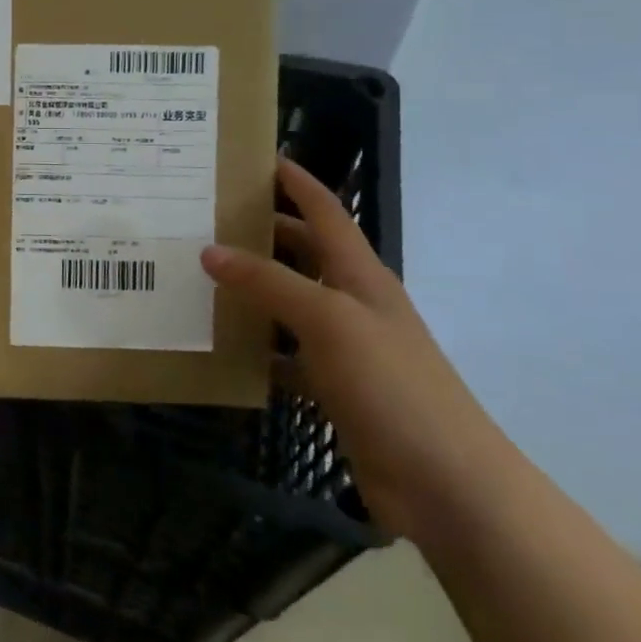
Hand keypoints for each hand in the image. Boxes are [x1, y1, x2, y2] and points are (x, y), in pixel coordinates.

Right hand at [201, 157, 513, 540]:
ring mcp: (343, 347)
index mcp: (360, 276)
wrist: (446, 484)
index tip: (254, 157)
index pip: (325, 212)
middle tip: (203, 217)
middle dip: (259, 231)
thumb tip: (210, 250)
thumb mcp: (329, 321)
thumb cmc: (392, 385)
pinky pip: (283, 355)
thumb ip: (269, 283)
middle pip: (302, 253)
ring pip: (286, 304)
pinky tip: (217, 345)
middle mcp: (351, 303)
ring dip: (249, 290)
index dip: (295, 182)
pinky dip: (253, 348)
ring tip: (194, 274)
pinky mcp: (332, 388)